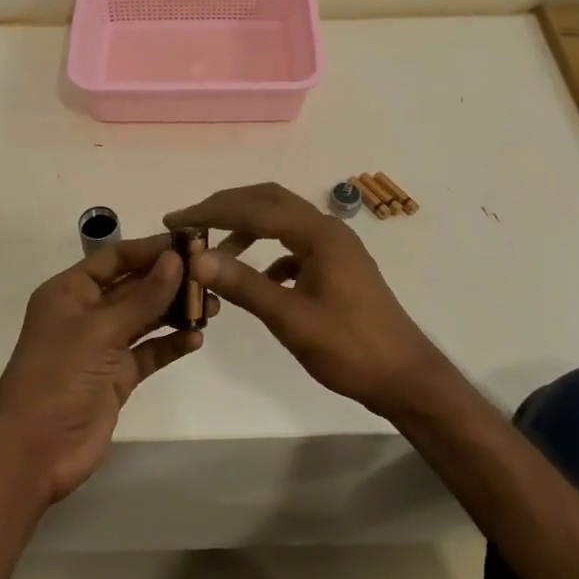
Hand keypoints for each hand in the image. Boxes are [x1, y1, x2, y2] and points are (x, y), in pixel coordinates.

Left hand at [0, 235, 210, 504]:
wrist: (33, 452)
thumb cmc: (58, 377)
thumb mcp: (100, 330)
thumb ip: (143, 297)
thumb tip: (177, 259)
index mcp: (70, 292)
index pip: (115, 258)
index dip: (150, 249)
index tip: (191, 244)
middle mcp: (87, 313)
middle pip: (134, 286)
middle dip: (170, 280)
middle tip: (210, 276)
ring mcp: (103, 346)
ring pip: (146, 318)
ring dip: (175, 311)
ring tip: (212, 306)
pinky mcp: (117, 376)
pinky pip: (149, 352)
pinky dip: (171, 344)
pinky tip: (196, 338)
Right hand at [164, 183, 446, 417]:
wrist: (404, 376)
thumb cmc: (349, 348)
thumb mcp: (291, 318)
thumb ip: (244, 285)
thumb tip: (196, 258)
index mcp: (318, 233)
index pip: (254, 208)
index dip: (211, 212)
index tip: (174, 220)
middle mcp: (327, 229)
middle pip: (269, 202)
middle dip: (226, 208)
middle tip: (189, 224)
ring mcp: (335, 247)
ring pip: (282, 222)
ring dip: (246, 229)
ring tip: (213, 251)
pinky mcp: (337, 267)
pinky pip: (294, 246)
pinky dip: (267, 253)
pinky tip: (255, 279)